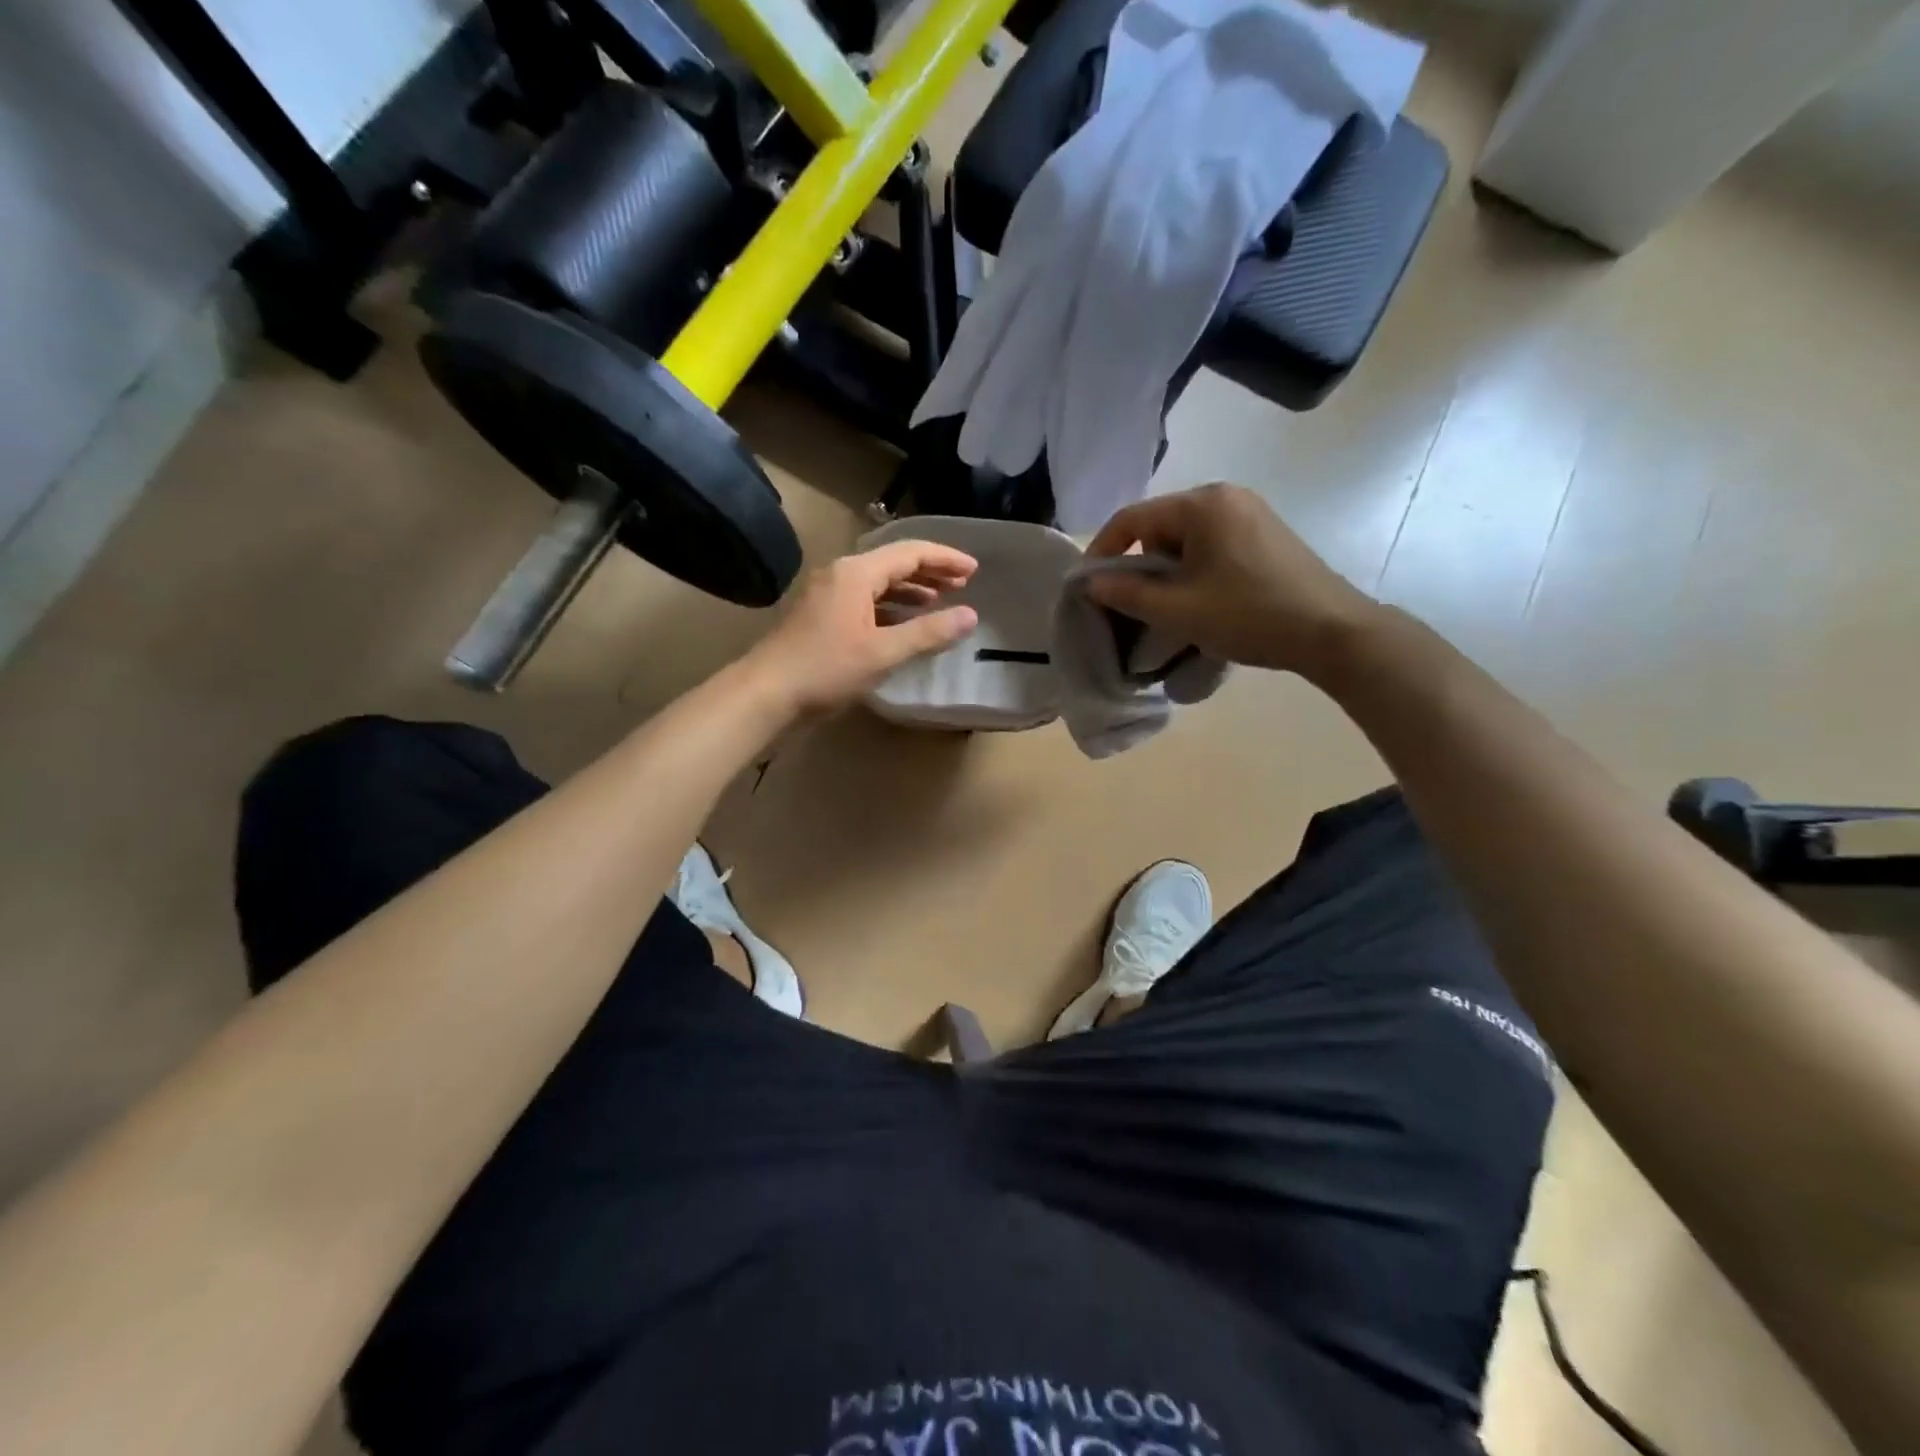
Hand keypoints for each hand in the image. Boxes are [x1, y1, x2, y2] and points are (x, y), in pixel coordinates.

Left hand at [744, 540, 979, 714]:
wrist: (766, 694)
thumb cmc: (826, 670)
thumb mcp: (883, 652)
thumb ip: (928, 633)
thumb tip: (970, 616)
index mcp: (856, 572)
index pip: (910, 552)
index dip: (945, 558)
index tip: (975, 570)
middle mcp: (841, 574)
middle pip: (893, 562)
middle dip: (930, 571)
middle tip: (963, 583)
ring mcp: (828, 595)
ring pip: (878, 582)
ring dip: (910, 589)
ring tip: (939, 601)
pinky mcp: (821, 616)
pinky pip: (865, 600)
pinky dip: (890, 607)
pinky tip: (904, 623)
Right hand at [1085, 484, 1378, 678]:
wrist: (1331, 631)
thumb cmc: (1248, 615)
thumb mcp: (1177, 609)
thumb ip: (1126, 593)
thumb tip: (1089, 583)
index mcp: (1202, 504)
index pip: (1133, 518)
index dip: (1103, 551)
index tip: (1089, 586)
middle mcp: (1226, 496)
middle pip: (1160, 526)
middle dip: (1141, 565)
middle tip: (1137, 605)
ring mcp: (1251, 513)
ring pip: (1186, 539)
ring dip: (1169, 572)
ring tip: (1174, 610)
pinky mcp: (1266, 534)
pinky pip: (1212, 545)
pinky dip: (1196, 570)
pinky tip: (1205, 601)